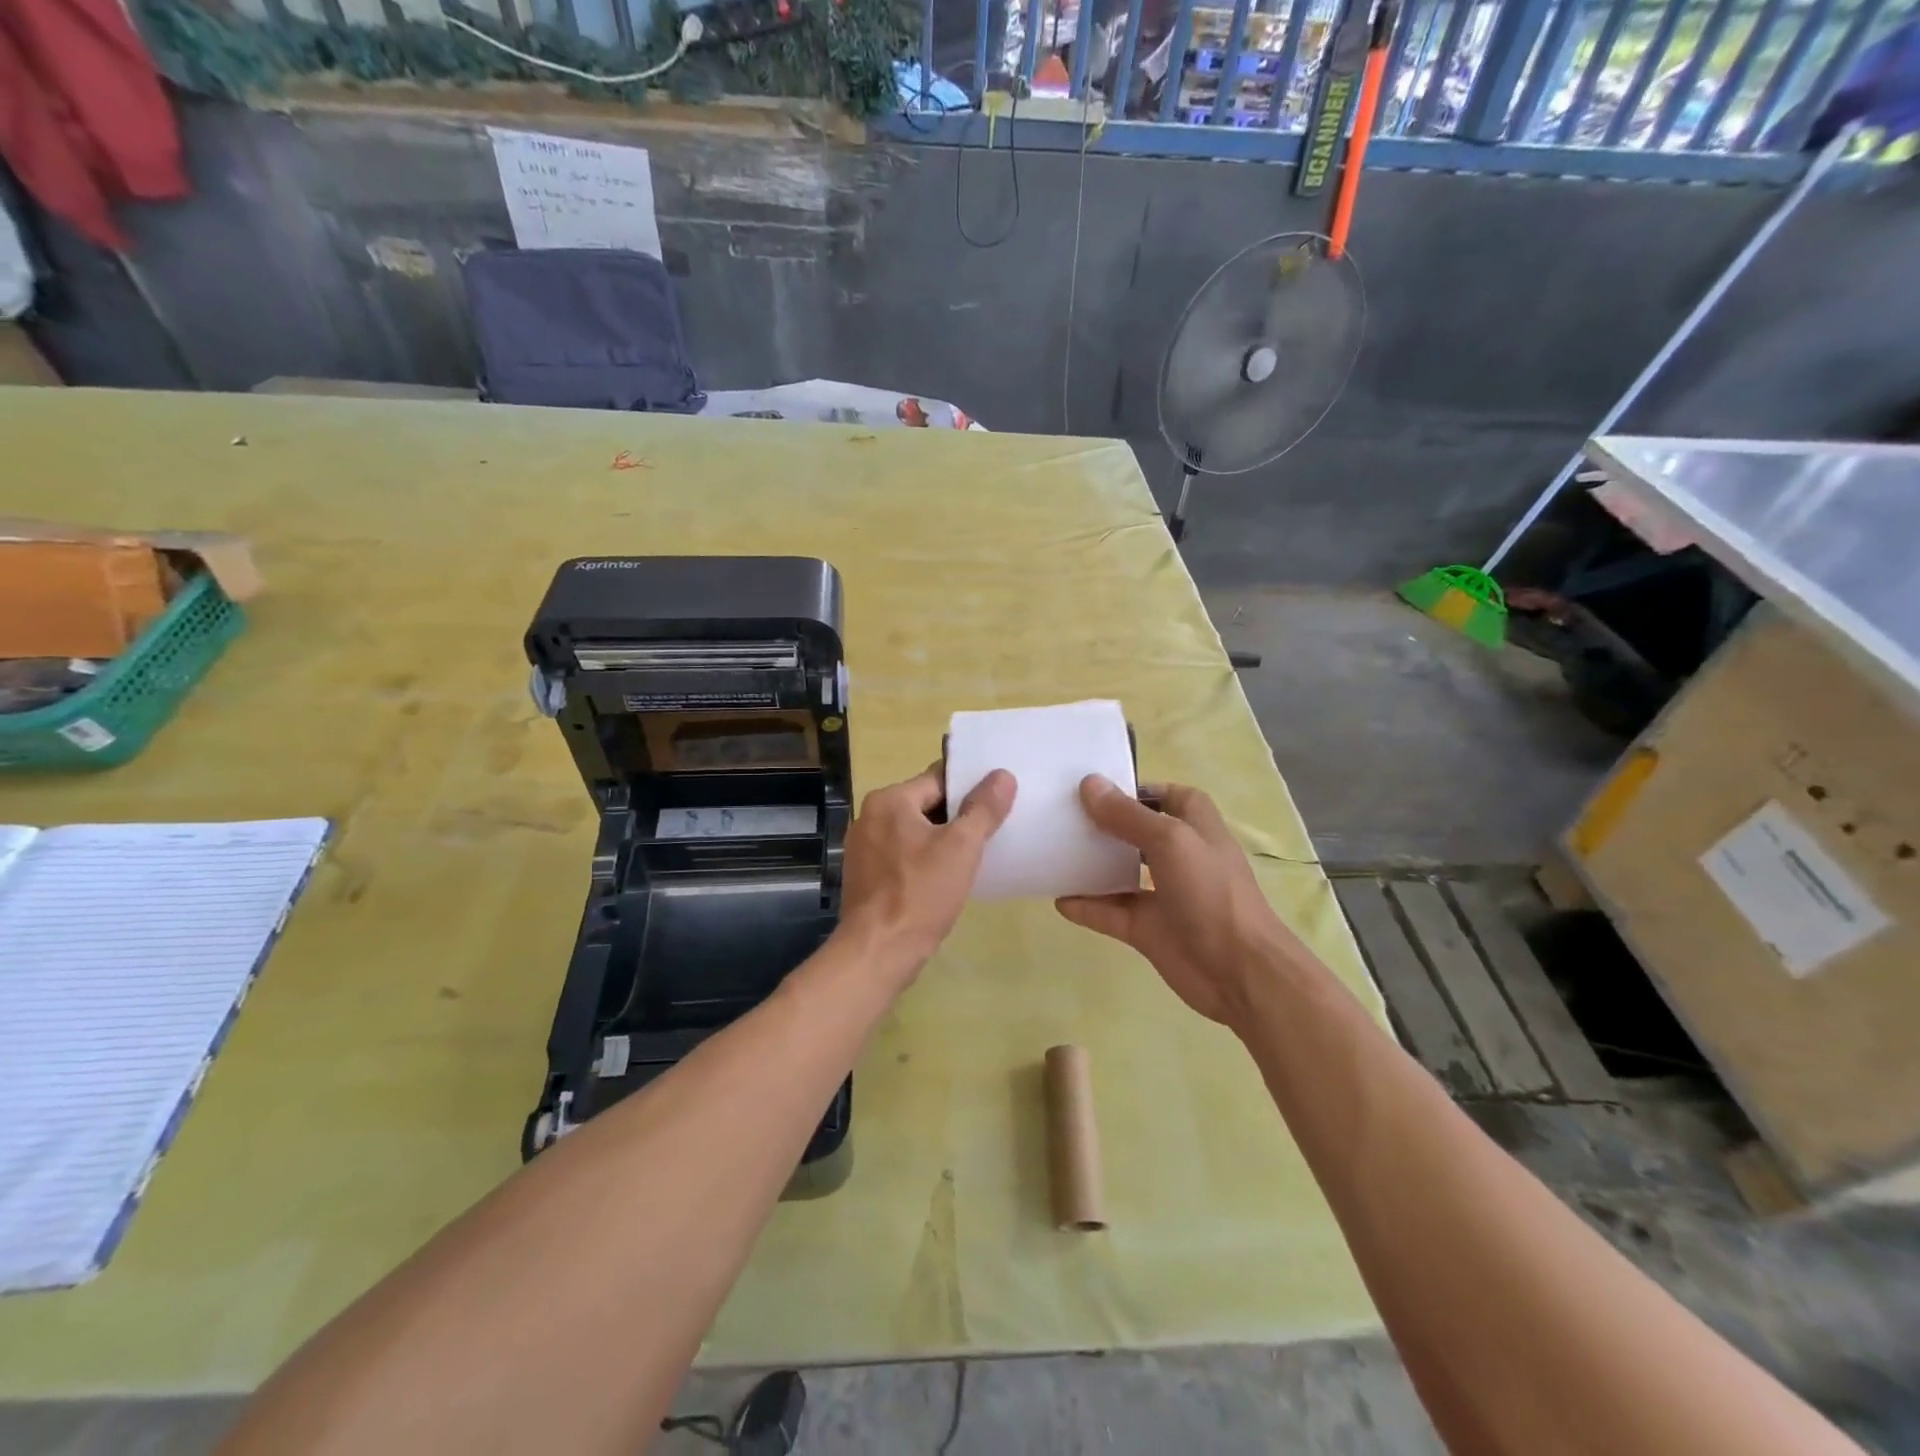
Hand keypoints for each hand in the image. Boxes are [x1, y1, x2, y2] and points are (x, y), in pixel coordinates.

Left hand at [837, 765, 1016, 978]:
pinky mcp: (865, 875)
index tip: (997, 800)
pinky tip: (946, 877)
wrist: (878, 951)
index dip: (970, 788)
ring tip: (974, 853)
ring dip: (941, 839)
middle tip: (993, 829)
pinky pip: (902, 855)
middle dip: (957, 816)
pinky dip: (924, 859)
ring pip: (914, 831)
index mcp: (889, 800)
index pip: (938, 779)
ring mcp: (863, 847)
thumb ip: (983, 808)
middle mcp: (870, 816)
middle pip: (925, 804)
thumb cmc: (921, 893)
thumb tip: (1002, 775)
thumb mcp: (961, 847)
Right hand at [1056, 777, 1306, 1026]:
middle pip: (1136, 831)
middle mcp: (1178, 856)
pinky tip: (1058, 899)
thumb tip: (1089, 784)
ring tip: (1052, 850)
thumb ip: (1127, 815)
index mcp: (1195, 826)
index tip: (1096, 786)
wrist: (1239, 972)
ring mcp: (1162, 894)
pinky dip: (1087, 907)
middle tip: (1062, 814)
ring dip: (1091, 864)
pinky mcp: (1147, 928)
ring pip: (1120, 872)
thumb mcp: (1170, 841)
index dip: (1138, 789)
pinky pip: (1110, 912)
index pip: (1167, 796)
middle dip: (1104, 823)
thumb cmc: (1211, 892)